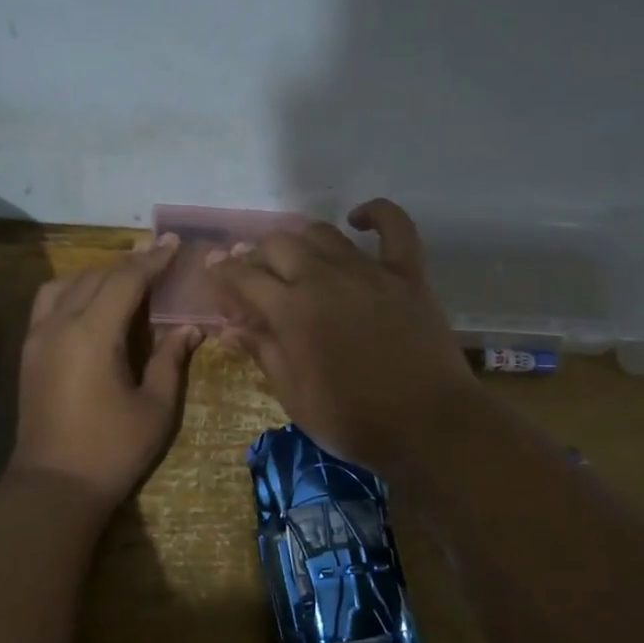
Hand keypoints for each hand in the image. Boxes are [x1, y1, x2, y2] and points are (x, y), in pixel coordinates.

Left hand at [8, 236, 201, 511]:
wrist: (53, 486)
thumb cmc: (112, 450)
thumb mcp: (156, 407)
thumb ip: (172, 360)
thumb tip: (189, 328)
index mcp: (93, 334)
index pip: (125, 280)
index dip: (152, 260)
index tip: (174, 244)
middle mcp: (59, 325)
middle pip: (95, 276)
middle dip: (128, 264)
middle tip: (158, 259)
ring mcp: (37, 337)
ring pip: (66, 284)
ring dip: (97, 275)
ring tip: (125, 282)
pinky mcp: (28, 353)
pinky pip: (48, 303)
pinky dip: (72, 291)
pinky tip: (91, 305)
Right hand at [206, 199, 483, 479]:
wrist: (429, 427)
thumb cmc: (353, 421)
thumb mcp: (295, 396)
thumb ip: (263, 353)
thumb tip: (230, 328)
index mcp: (292, 310)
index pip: (244, 277)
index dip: (223, 273)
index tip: (214, 273)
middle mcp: (325, 278)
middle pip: (279, 245)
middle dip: (256, 256)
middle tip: (254, 278)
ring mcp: (370, 272)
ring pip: (322, 233)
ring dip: (299, 241)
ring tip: (294, 260)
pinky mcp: (408, 274)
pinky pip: (395, 227)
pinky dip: (375, 215)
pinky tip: (358, 219)